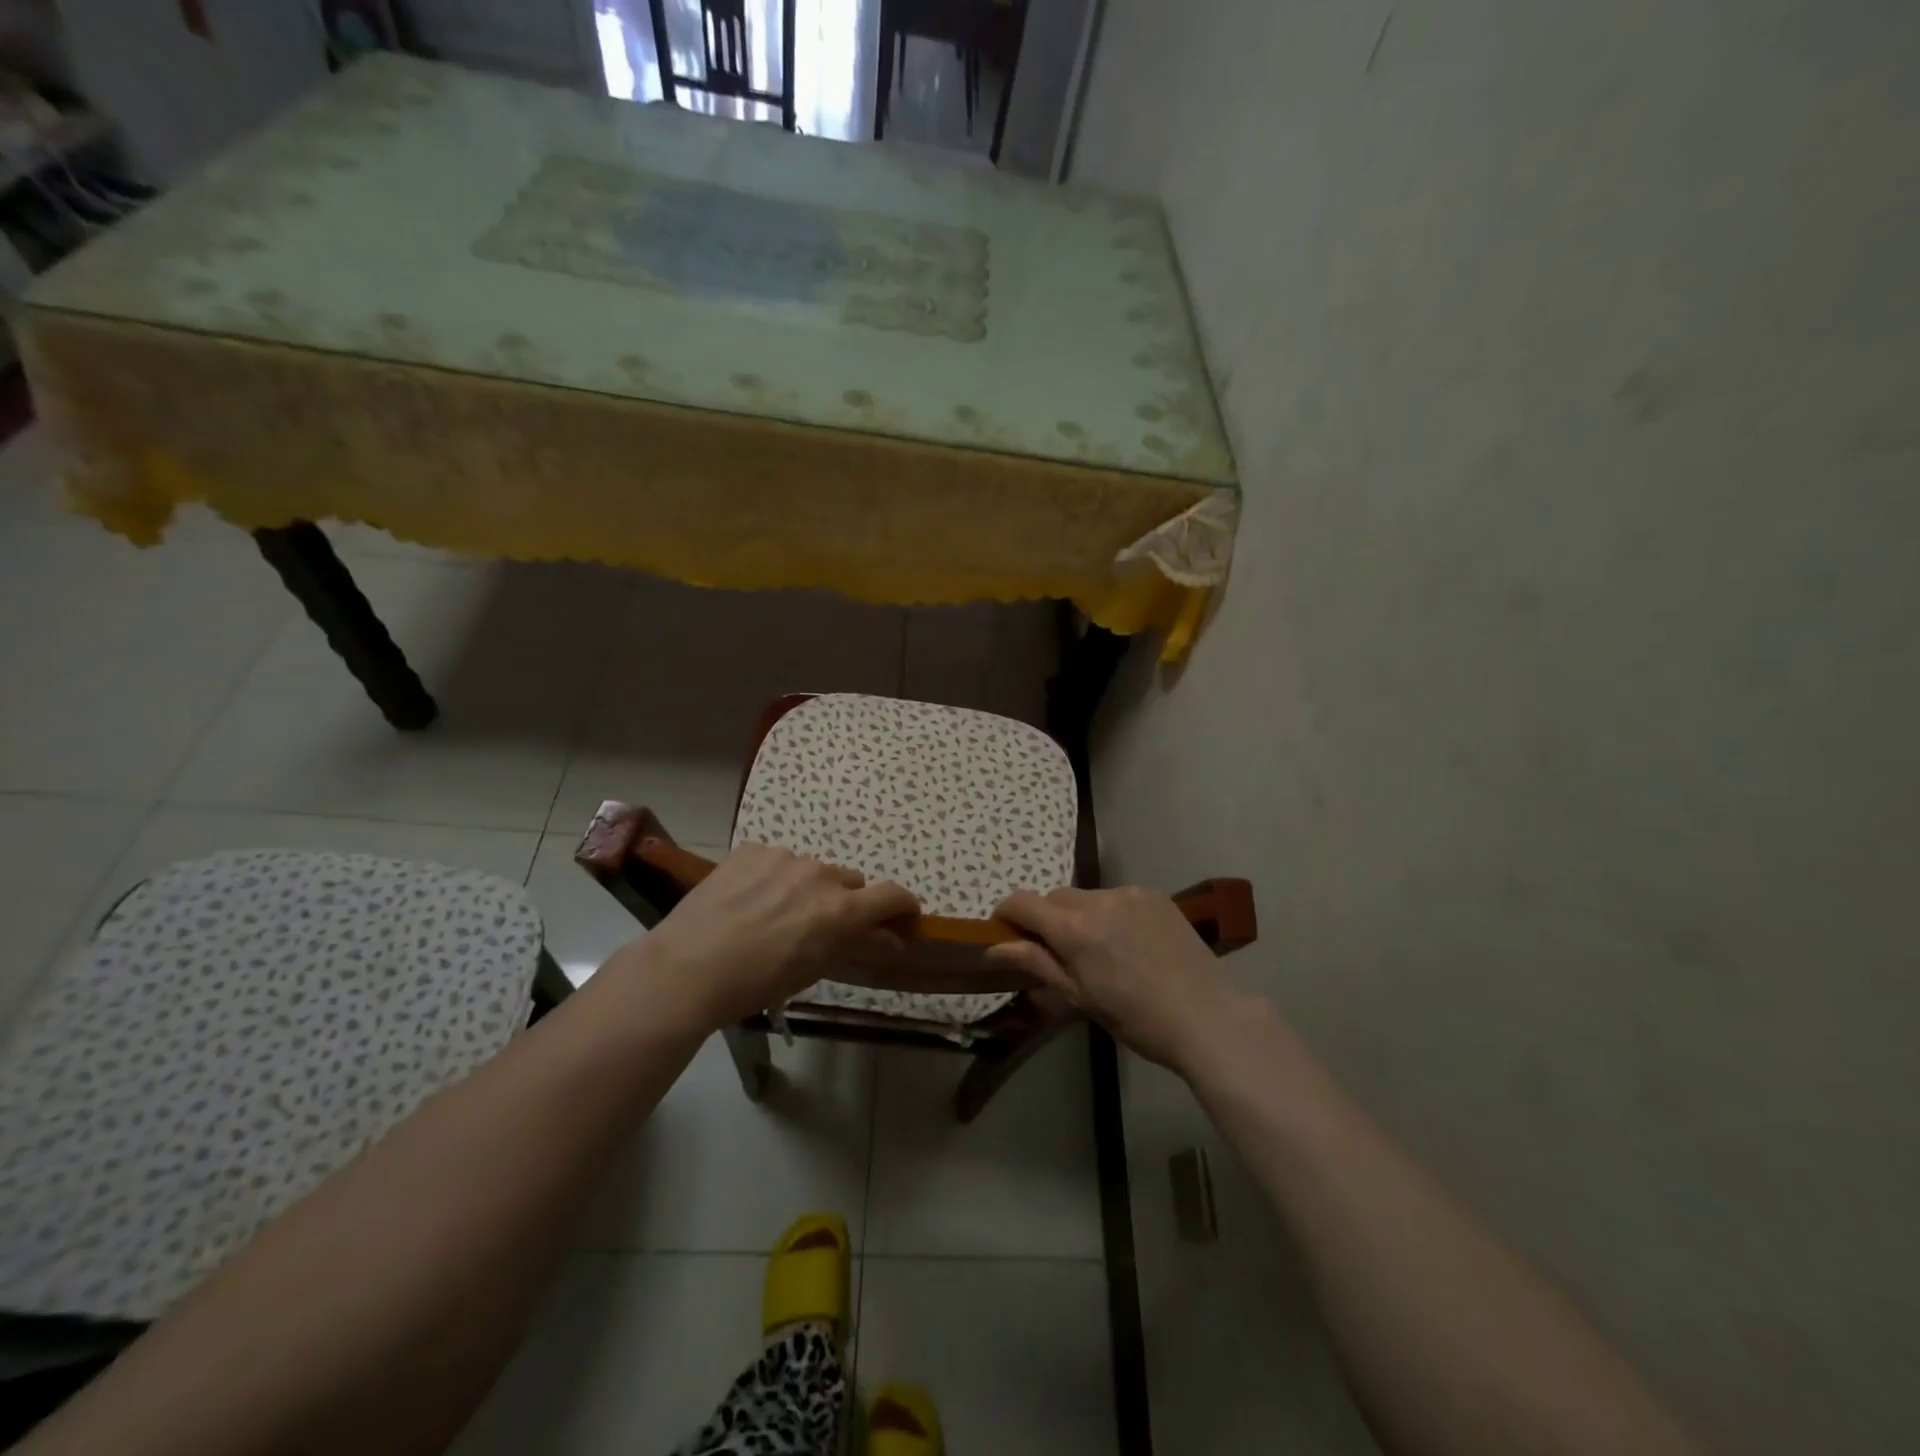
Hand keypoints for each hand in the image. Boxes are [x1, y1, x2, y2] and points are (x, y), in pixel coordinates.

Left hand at [625, 844, 919, 1028]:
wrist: (686, 968)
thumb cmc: (756, 983)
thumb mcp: (813, 971)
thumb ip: (858, 946)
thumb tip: (893, 938)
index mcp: (840, 909)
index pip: (892, 895)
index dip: (903, 904)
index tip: (903, 915)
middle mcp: (819, 875)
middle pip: (849, 882)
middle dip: (844, 901)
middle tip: (818, 926)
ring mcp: (784, 857)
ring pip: (811, 870)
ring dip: (805, 887)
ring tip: (773, 914)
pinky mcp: (752, 850)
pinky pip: (777, 860)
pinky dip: (773, 877)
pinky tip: (747, 900)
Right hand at [988, 886, 1242, 1072]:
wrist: (1207, 1017)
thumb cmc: (1136, 1018)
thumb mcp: (1079, 996)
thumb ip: (1035, 963)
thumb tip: (993, 948)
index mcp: (1075, 929)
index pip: (1022, 902)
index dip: (1006, 914)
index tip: (1005, 932)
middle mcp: (1099, 899)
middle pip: (1055, 898)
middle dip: (1046, 919)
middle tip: (1055, 952)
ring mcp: (1130, 893)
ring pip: (1087, 897)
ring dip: (1080, 916)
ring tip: (1099, 950)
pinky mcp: (1155, 895)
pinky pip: (1117, 897)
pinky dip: (1110, 913)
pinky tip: (1129, 943)